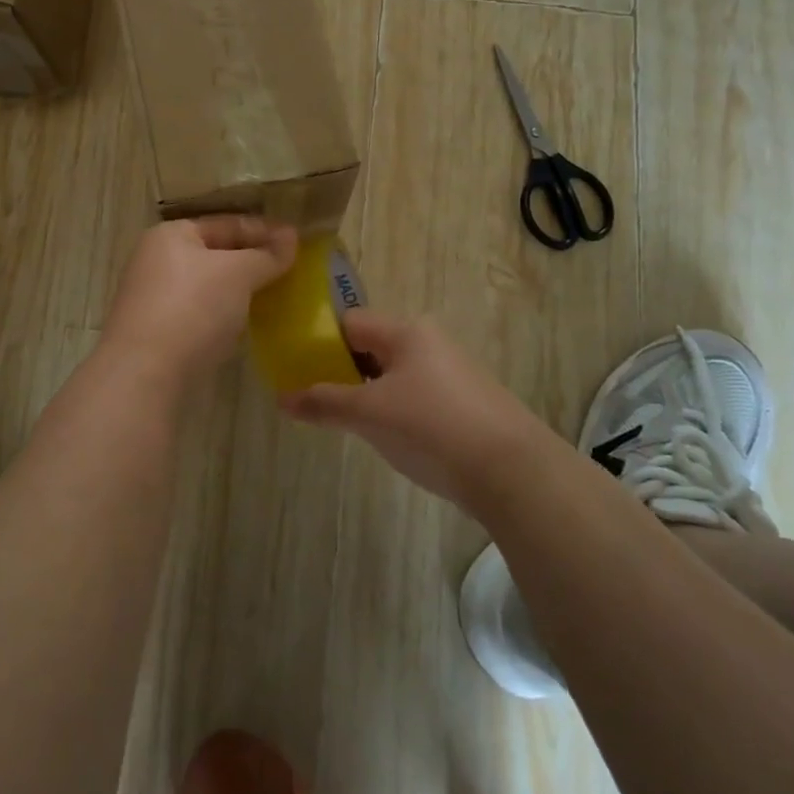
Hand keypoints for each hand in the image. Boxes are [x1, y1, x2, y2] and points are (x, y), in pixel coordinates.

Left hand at [103, 217, 297, 382]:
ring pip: (209, 286)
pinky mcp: (159, 333)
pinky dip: (225, 316)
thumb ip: (266, 254)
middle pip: (216, 254)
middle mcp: (157, 261)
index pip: (226, 223)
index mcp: (170, 235)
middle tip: (291, 270)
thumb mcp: (238, 273)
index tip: (298, 242)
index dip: (263, 230)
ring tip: (276, 297)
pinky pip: (202, 314)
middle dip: (253, 261)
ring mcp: (155, 299)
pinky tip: (247, 326)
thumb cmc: (193, 308)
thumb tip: (291, 237)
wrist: (145, 374)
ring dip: (240, 291)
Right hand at [280, 310, 548, 512]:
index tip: (296, 368)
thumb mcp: (369, 414)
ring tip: (347, 421)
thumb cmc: (431, 427)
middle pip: (372, 346)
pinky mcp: (465, 401)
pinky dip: (395, 407)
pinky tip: (389, 435)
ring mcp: (451, 371)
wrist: (512, 471)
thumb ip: (323, 402)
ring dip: (368, 392)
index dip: (319, 341)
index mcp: (406, 331)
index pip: (350, 322)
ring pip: (394, 372)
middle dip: (342, 370)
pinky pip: (416, 393)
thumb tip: (282, 398)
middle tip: (316, 399)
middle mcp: (430, 341)